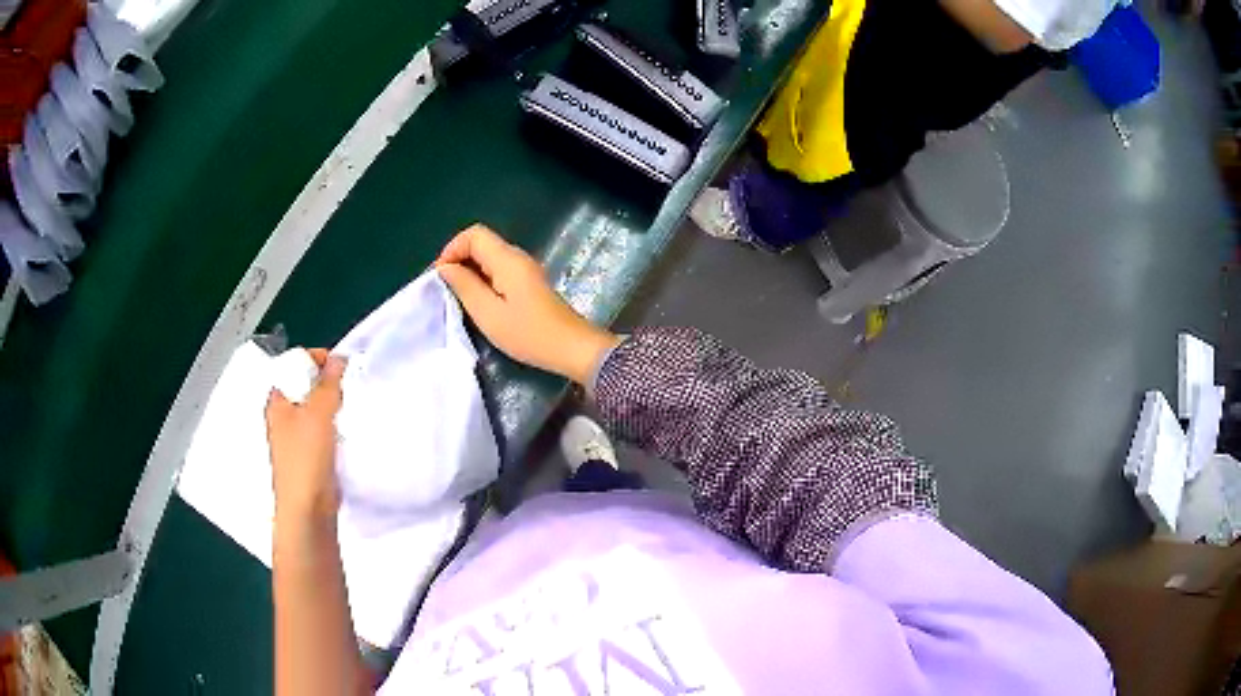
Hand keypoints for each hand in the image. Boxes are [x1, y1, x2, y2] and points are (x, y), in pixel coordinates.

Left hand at [266, 350, 346, 524]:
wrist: (308, 509)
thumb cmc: (306, 457)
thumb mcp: (318, 412)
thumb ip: (328, 383)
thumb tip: (339, 358)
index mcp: (276, 401)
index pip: (293, 365)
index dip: (315, 360)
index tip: (340, 365)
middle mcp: (283, 416)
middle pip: (305, 387)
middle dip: (328, 383)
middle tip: (348, 387)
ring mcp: (296, 437)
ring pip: (317, 409)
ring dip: (334, 405)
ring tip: (352, 407)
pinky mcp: (310, 455)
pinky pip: (324, 430)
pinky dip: (336, 425)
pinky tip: (350, 429)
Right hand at [436, 224, 619, 383]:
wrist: (572, 348)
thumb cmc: (529, 334)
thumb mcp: (489, 314)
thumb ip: (465, 286)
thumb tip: (446, 268)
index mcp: (507, 259)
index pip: (474, 234)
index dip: (452, 249)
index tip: (440, 276)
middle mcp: (517, 257)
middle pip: (482, 243)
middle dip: (459, 259)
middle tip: (446, 287)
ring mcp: (526, 269)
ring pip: (490, 257)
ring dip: (470, 270)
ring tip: (458, 296)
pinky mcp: (530, 282)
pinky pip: (500, 270)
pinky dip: (484, 278)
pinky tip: (479, 301)